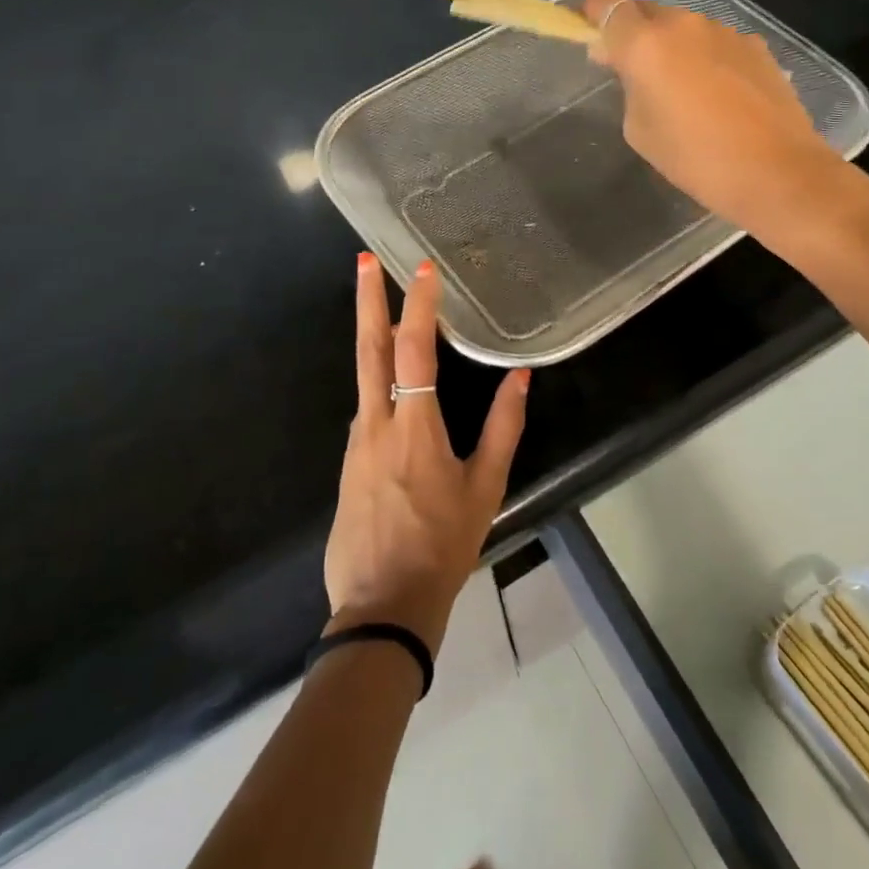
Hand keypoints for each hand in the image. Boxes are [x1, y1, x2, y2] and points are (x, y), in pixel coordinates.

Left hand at [323, 253, 529, 655]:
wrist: (382, 607)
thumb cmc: (443, 546)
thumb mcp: (485, 488)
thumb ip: (504, 428)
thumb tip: (520, 378)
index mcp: (414, 427)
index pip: (415, 351)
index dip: (420, 306)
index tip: (424, 270)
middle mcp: (376, 424)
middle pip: (369, 349)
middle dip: (368, 300)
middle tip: (365, 261)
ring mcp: (355, 442)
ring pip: (365, 377)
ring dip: (376, 338)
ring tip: (392, 311)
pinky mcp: (348, 462)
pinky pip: (367, 408)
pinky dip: (379, 380)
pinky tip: (396, 384)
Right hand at [583, 0, 853, 240]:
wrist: (776, 172)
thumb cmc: (695, 159)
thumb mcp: (640, 129)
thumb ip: (630, 88)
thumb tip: (633, 68)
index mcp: (646, 44)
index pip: (607, 5)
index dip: (593, 15)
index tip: (590, 35)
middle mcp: (684, 24)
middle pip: (647, 12)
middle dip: (634, 35)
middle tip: (633, 73)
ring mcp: (725, 32)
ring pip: (684, 29)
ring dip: (674, 48)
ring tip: (683, 91)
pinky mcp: (756, 46)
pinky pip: (716, 44)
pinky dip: (706, 59)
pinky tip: (718, 97)